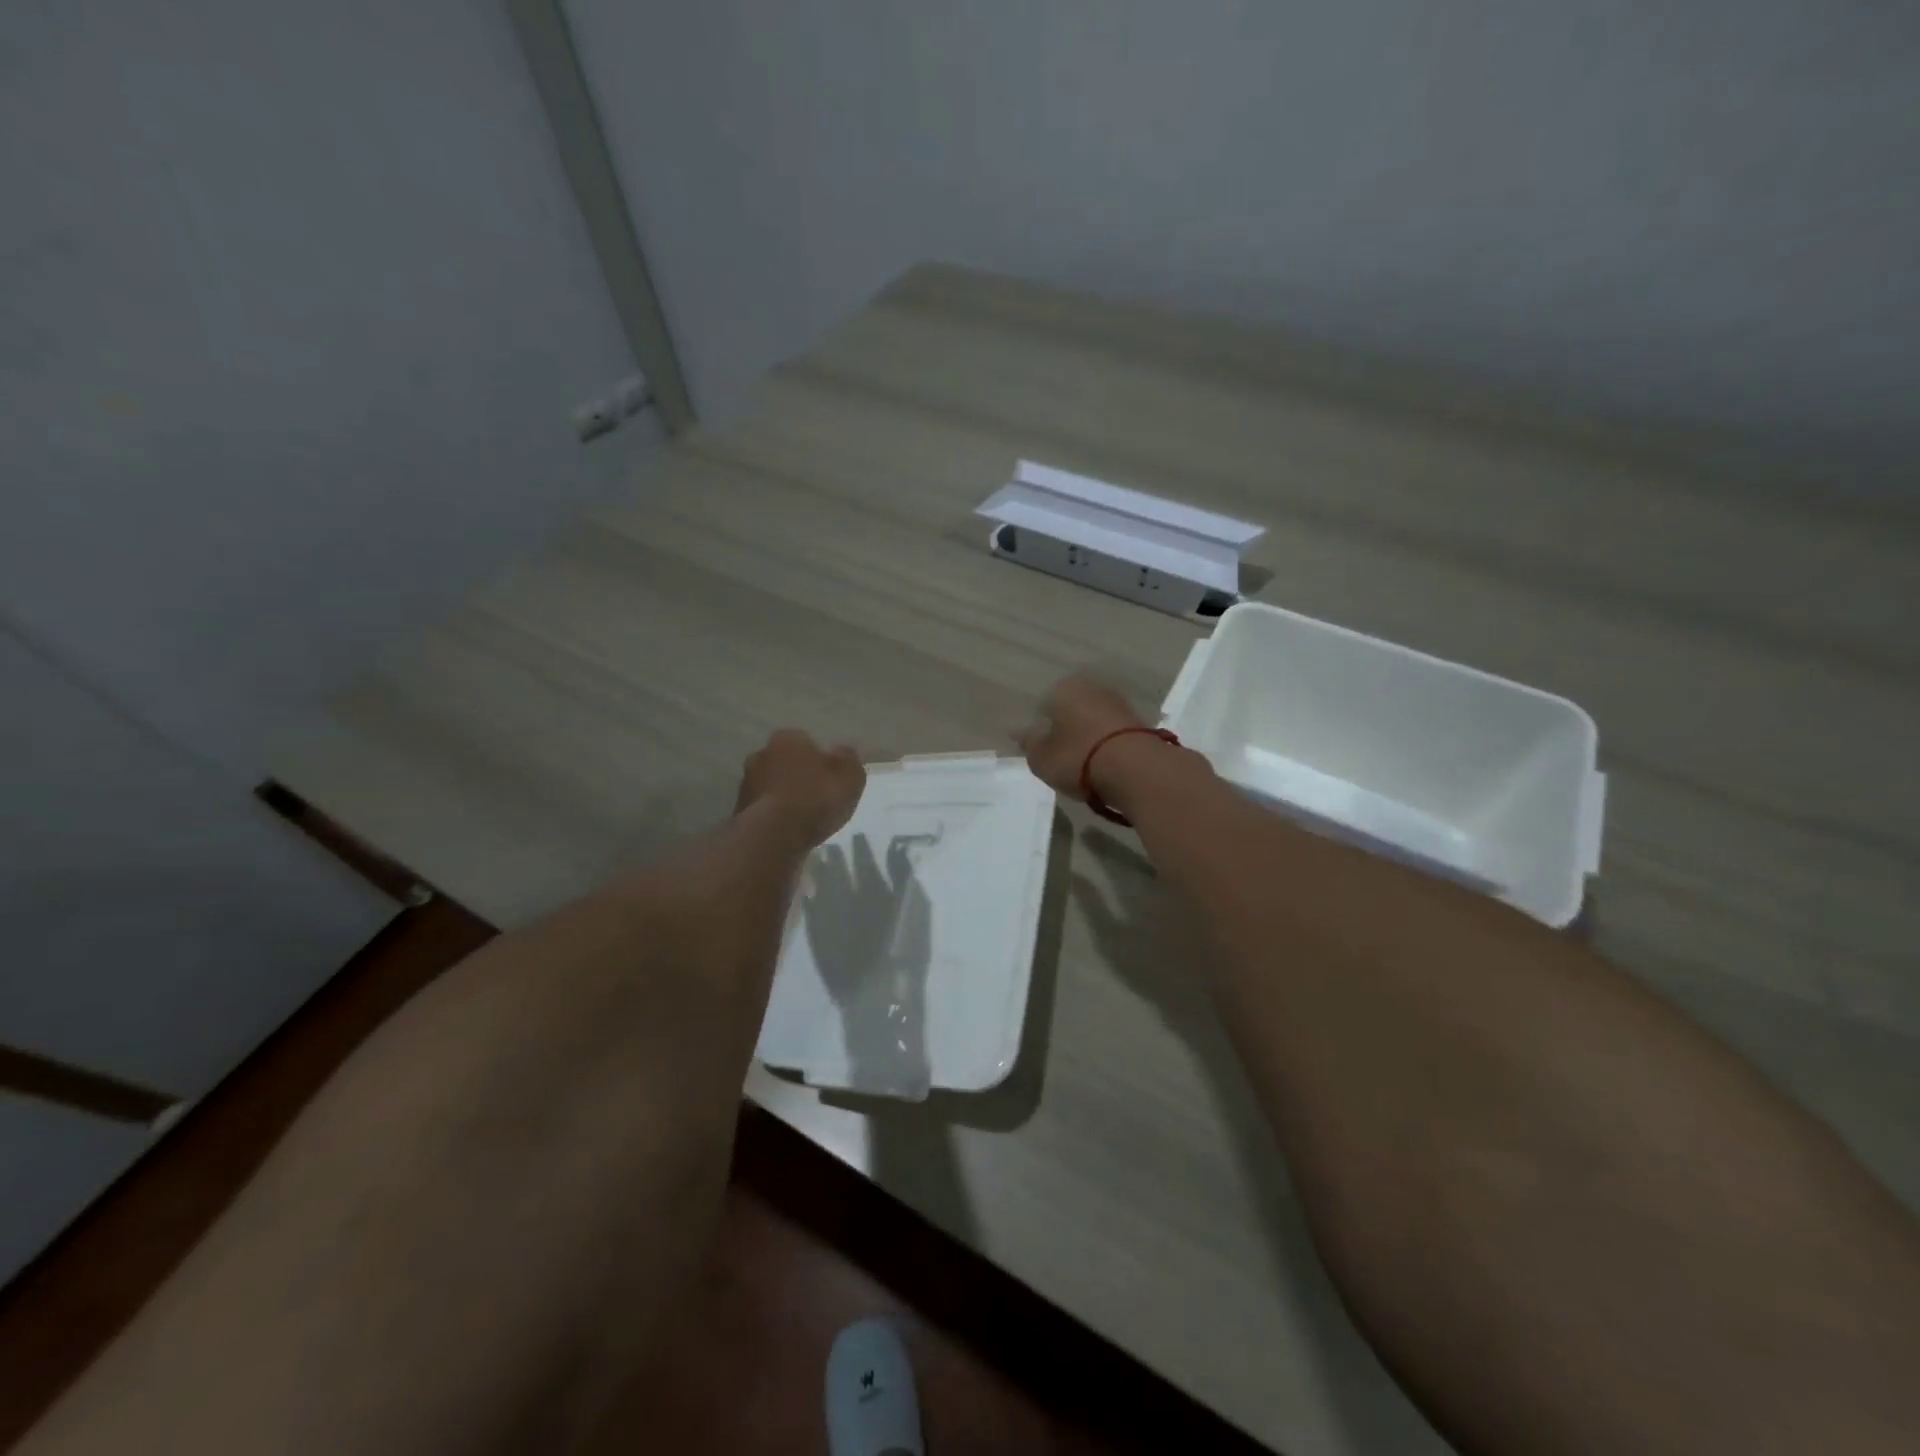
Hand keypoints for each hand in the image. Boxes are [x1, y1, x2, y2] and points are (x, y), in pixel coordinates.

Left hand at [734, 730, 864, 847]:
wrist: (774, 835)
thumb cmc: (817, 798)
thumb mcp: (850, 776)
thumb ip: (848, 759)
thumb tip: (841, 753)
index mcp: (788, 738)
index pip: (806, 742)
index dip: (820, 760)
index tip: (830, 780)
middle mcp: (761, 753)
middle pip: (785, 762)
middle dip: (798, 775)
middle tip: (816, 797)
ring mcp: (745, 782)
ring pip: (771, 785)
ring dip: (783, 796)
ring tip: (801, 818)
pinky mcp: (738, 809)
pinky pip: (762, 808)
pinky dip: (773, 815)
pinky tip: (786, 830)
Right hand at [1017, 674, 1147, 799]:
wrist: (1136, 770)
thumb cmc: (1078, 758)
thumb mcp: (1041, 757)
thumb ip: (1029, 743)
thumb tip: (1021, 732)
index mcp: (1064, 687)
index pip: (1043, 705)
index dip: (1039, 729)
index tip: (1040, 750)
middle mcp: (1093, 687)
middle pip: (1071, 709)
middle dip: (1066, 729)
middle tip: (1061, 757)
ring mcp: (1120, 703)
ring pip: (1094, 720)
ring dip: (1088, 736)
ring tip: (1084, 765)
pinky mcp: (1141, 722)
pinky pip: (1113, 733)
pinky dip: (1107, 745)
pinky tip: (1104, 765)